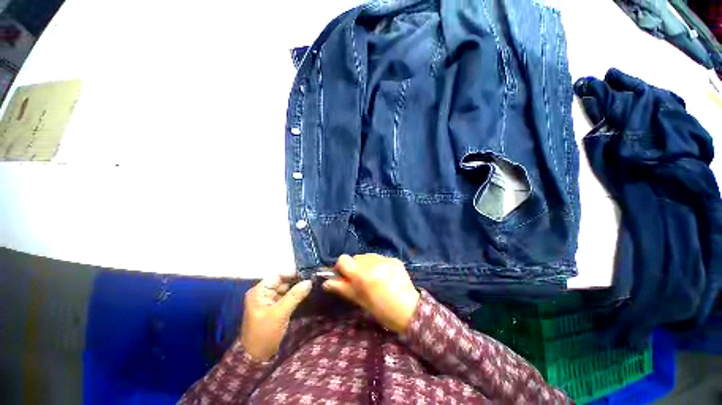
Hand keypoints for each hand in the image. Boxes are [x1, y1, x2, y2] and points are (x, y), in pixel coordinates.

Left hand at [240, 273, 311, 360]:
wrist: (256, 357)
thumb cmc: (264, 333)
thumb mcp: (280, 314)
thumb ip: (295, 295)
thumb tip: (309, 281)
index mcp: (259, 291)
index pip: (278, 275)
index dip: (292, 272)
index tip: (308, 272)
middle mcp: (264, 292)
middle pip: (282, 280)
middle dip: (297, 279)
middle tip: (313, 277)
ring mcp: (269, 300)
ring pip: (286, 288)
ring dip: (297, 286)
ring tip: (312, 283)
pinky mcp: (275, 307)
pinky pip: (286, 296)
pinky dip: (295, 294)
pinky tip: (306, 292)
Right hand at [323, 254, 419, 333]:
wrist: (410, 310)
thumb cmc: (382, 310)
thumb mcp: (360, 301)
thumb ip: (342, 288)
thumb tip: (326, 282)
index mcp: (363, 274)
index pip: (343, 259)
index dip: (341, 267)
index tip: (345, 277)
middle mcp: (373, 262)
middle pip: (356, 257)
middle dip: (355, 267)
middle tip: (361, 281)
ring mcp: (385, 259)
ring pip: (368, 256)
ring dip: (366, 265)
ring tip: (374, 278)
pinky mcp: (394, 259)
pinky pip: (380, 258)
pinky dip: (378, 265)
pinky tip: (385, 276)